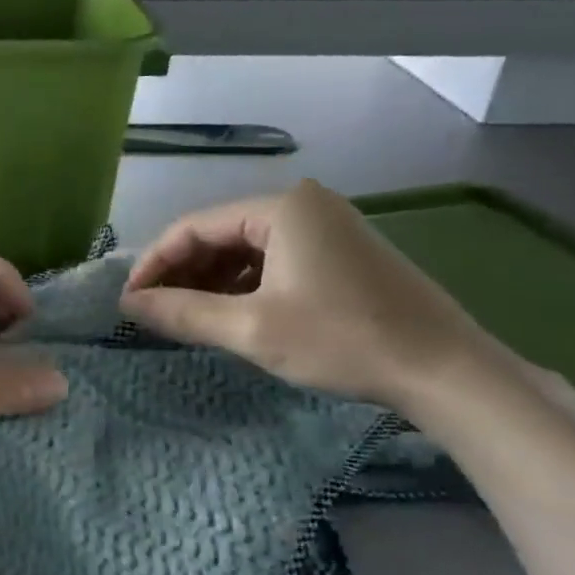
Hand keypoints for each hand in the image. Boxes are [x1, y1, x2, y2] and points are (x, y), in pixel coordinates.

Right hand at [118, 179, 499, 413]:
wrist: (446, 370)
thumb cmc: (343, 340)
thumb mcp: (252, 329)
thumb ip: (183, 313)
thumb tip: (128, 305)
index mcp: (281, 207)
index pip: (194, 226)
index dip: (154, 264)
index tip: (128, 301)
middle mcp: (303, 204)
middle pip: (220, 234)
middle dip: (182, 273)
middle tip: (153, 313)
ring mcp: (327, 227)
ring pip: (246, 249)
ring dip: (211, 282)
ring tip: (185, 318)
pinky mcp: (341, 253)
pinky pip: (274, 261)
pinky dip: (244, 286)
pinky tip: (230, 314)